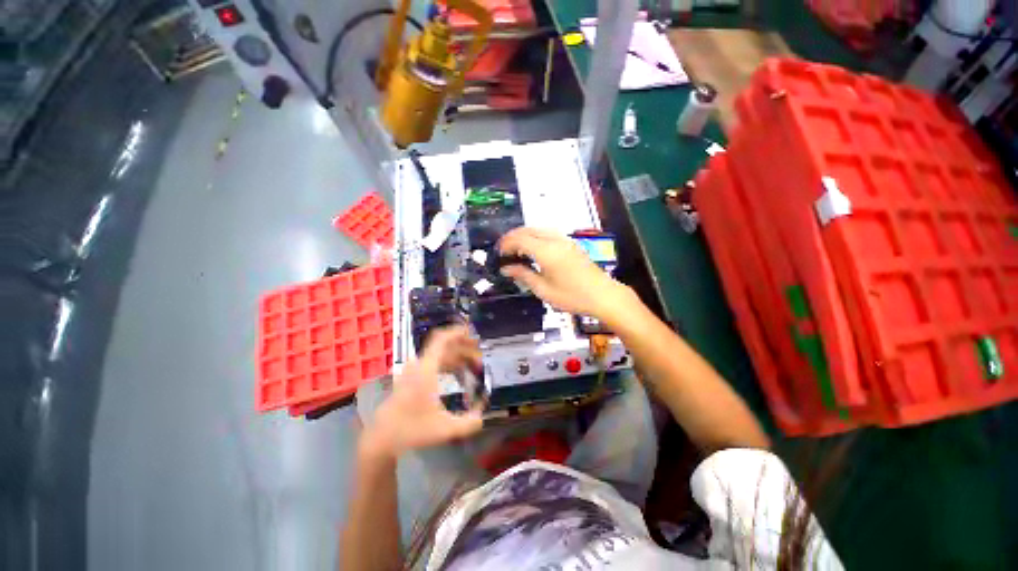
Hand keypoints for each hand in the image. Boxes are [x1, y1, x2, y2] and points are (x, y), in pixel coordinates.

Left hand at [362, 326, 483, 458]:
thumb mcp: (445, 429)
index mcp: (426, 369)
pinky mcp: (412, 377)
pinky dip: (449, 363)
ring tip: (475, 365)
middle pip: (444, 346)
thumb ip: (469, 423)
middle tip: (480, 355)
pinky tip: (459, 373)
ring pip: (440, 354)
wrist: (382, 438)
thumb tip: (482, 416)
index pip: (442, 340)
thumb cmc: (412, 430)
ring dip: (458, 356)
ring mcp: (414, 370)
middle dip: (464, 347)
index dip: (457, 332)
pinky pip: (434, 362)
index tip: (472, 332)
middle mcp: (420, 365)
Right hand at [498, 227, 634, 323]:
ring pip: (539, 229)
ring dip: (524, 235)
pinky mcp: (571, 244)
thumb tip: (506, 268)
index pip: (520, 239)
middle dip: (513, 237)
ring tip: (516, 249)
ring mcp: (565, 240)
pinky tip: (533, 249)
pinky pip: (548, 233)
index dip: (506, 244)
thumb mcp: (544, 290)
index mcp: (546, 251)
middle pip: (528, 230)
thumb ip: (523, 275)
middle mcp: (555, 240)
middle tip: (504, 249)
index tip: (498, 253)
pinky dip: (536, 237)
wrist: (603, 295)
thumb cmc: (572, 296)